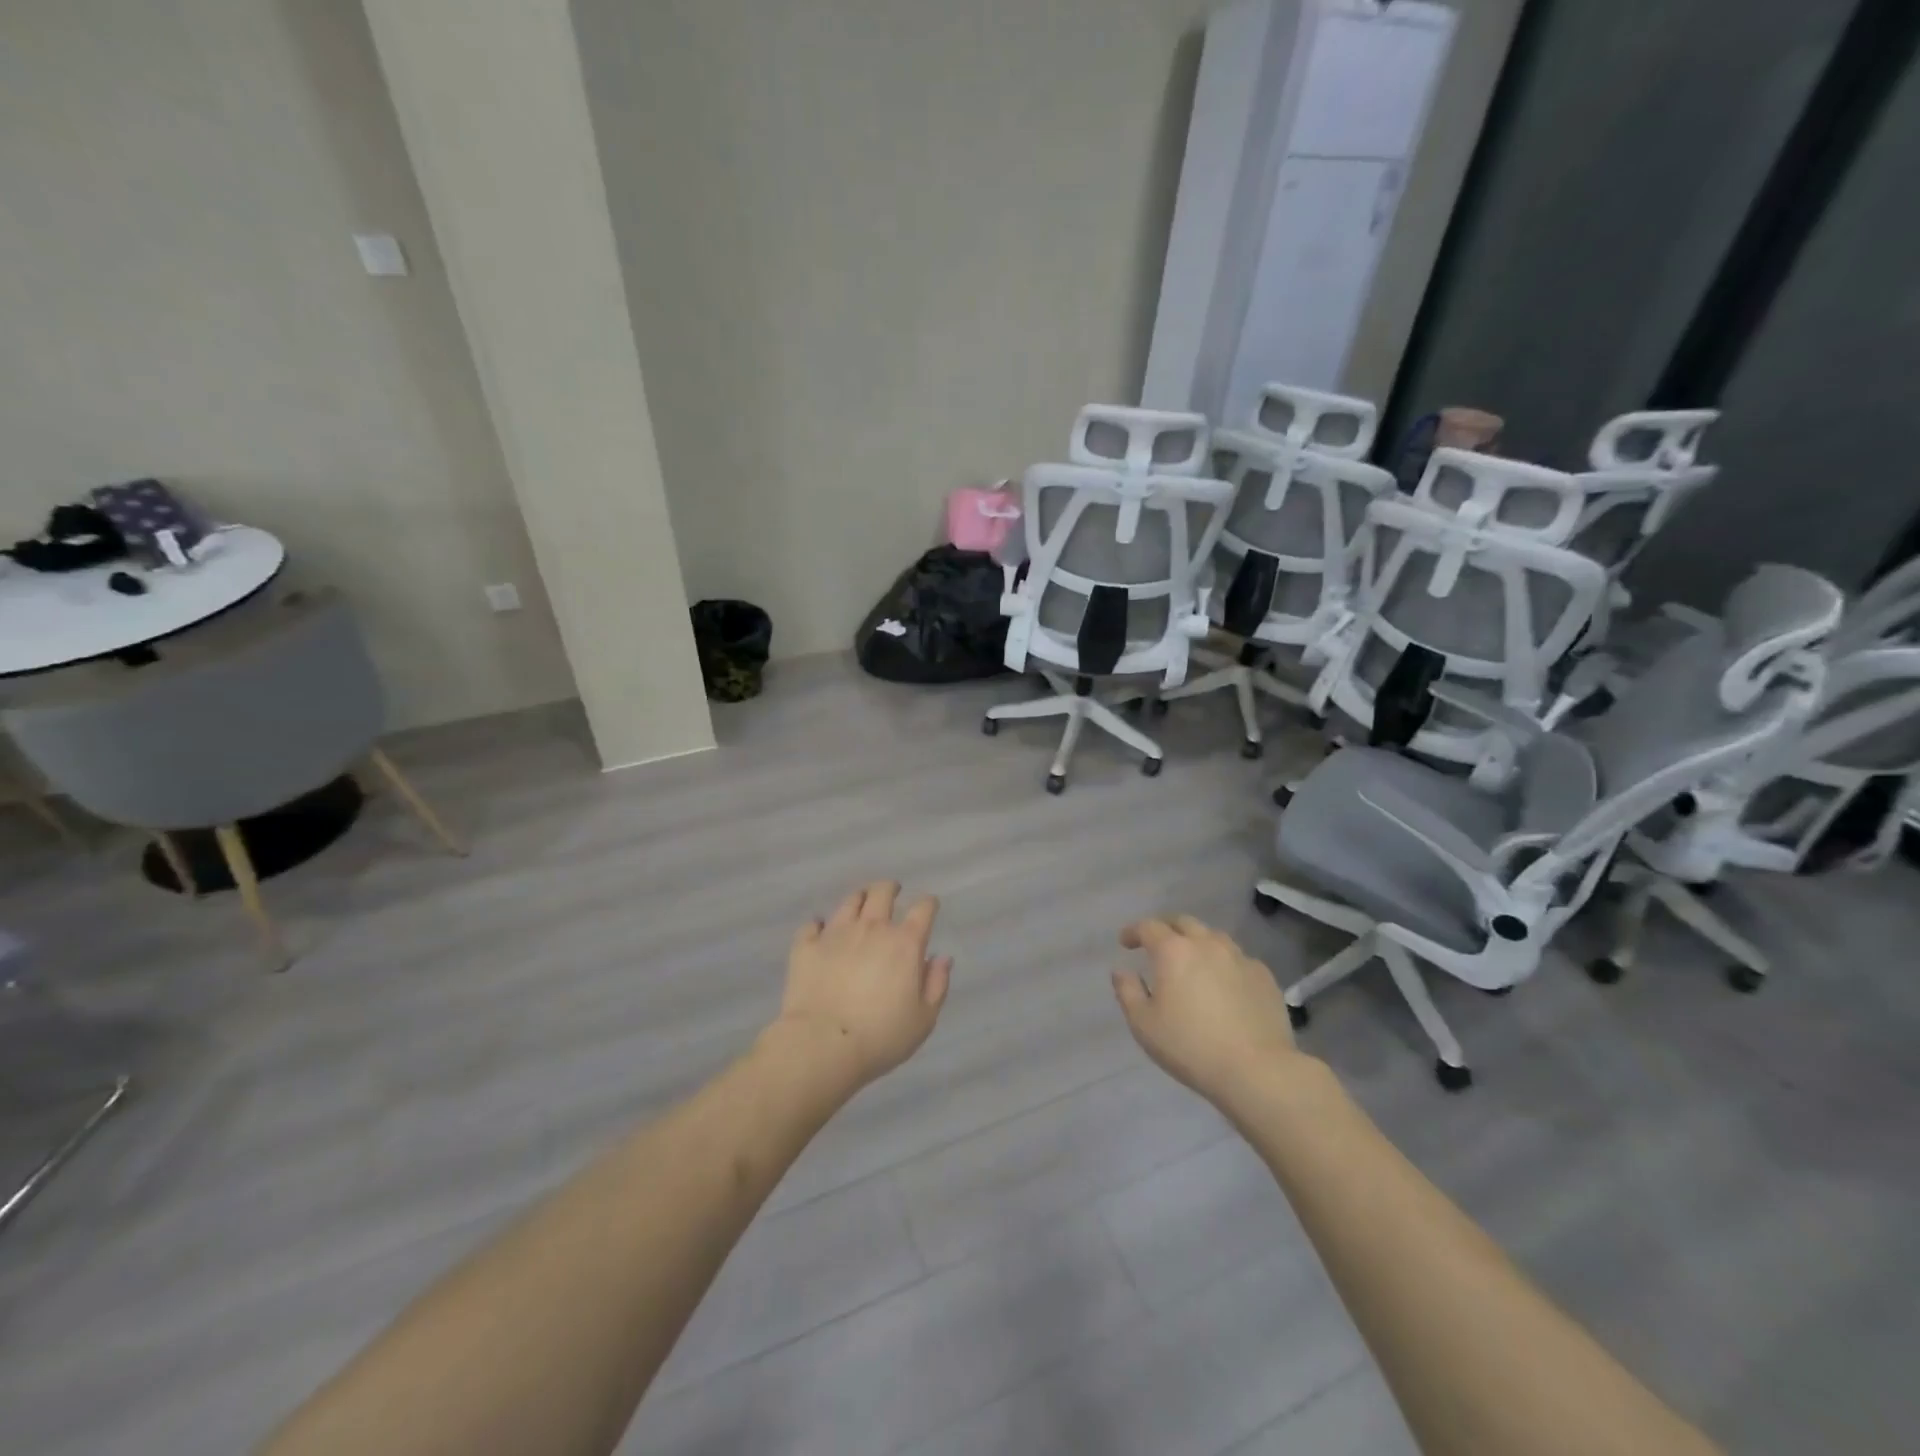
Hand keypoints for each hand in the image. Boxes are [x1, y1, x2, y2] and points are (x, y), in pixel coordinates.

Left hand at [774, 881, 951, 1089]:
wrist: (823, 1044)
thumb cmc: (881, 1036)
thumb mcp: (923, 1019)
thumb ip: (936, 984)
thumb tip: (941, 958)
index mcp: (905, 943)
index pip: (923, 910)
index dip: (928, 904)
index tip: (929, 906)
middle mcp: (872, 928)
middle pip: (882, 892)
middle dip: (890, 888)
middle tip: (892, 892)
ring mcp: (836, 933)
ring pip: (850, 902)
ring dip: (859, 899)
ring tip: (860, 903)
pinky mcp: (807, 946)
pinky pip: (812, 925)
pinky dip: (819, 925)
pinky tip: (820, 930)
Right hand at [1111, 916, 1302, 1107]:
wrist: (1257, 1070)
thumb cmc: (1190, 1047)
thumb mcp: (1144, 1024)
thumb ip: (1127, 991)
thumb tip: (1122, 971)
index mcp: (1173, 951)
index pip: (1148, 927)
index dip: (1133, 931)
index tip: (1125, 942)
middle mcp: (1207, 944)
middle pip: (1183, 922)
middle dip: (1166, 928)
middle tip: (1157, 944)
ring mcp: (1239, 957)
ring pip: (1213, 937)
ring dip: (1197, 942)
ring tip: (1192, 961)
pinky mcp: (1264, 976)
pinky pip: (1238, 959)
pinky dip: (1224, 963)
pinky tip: (1224, 984)